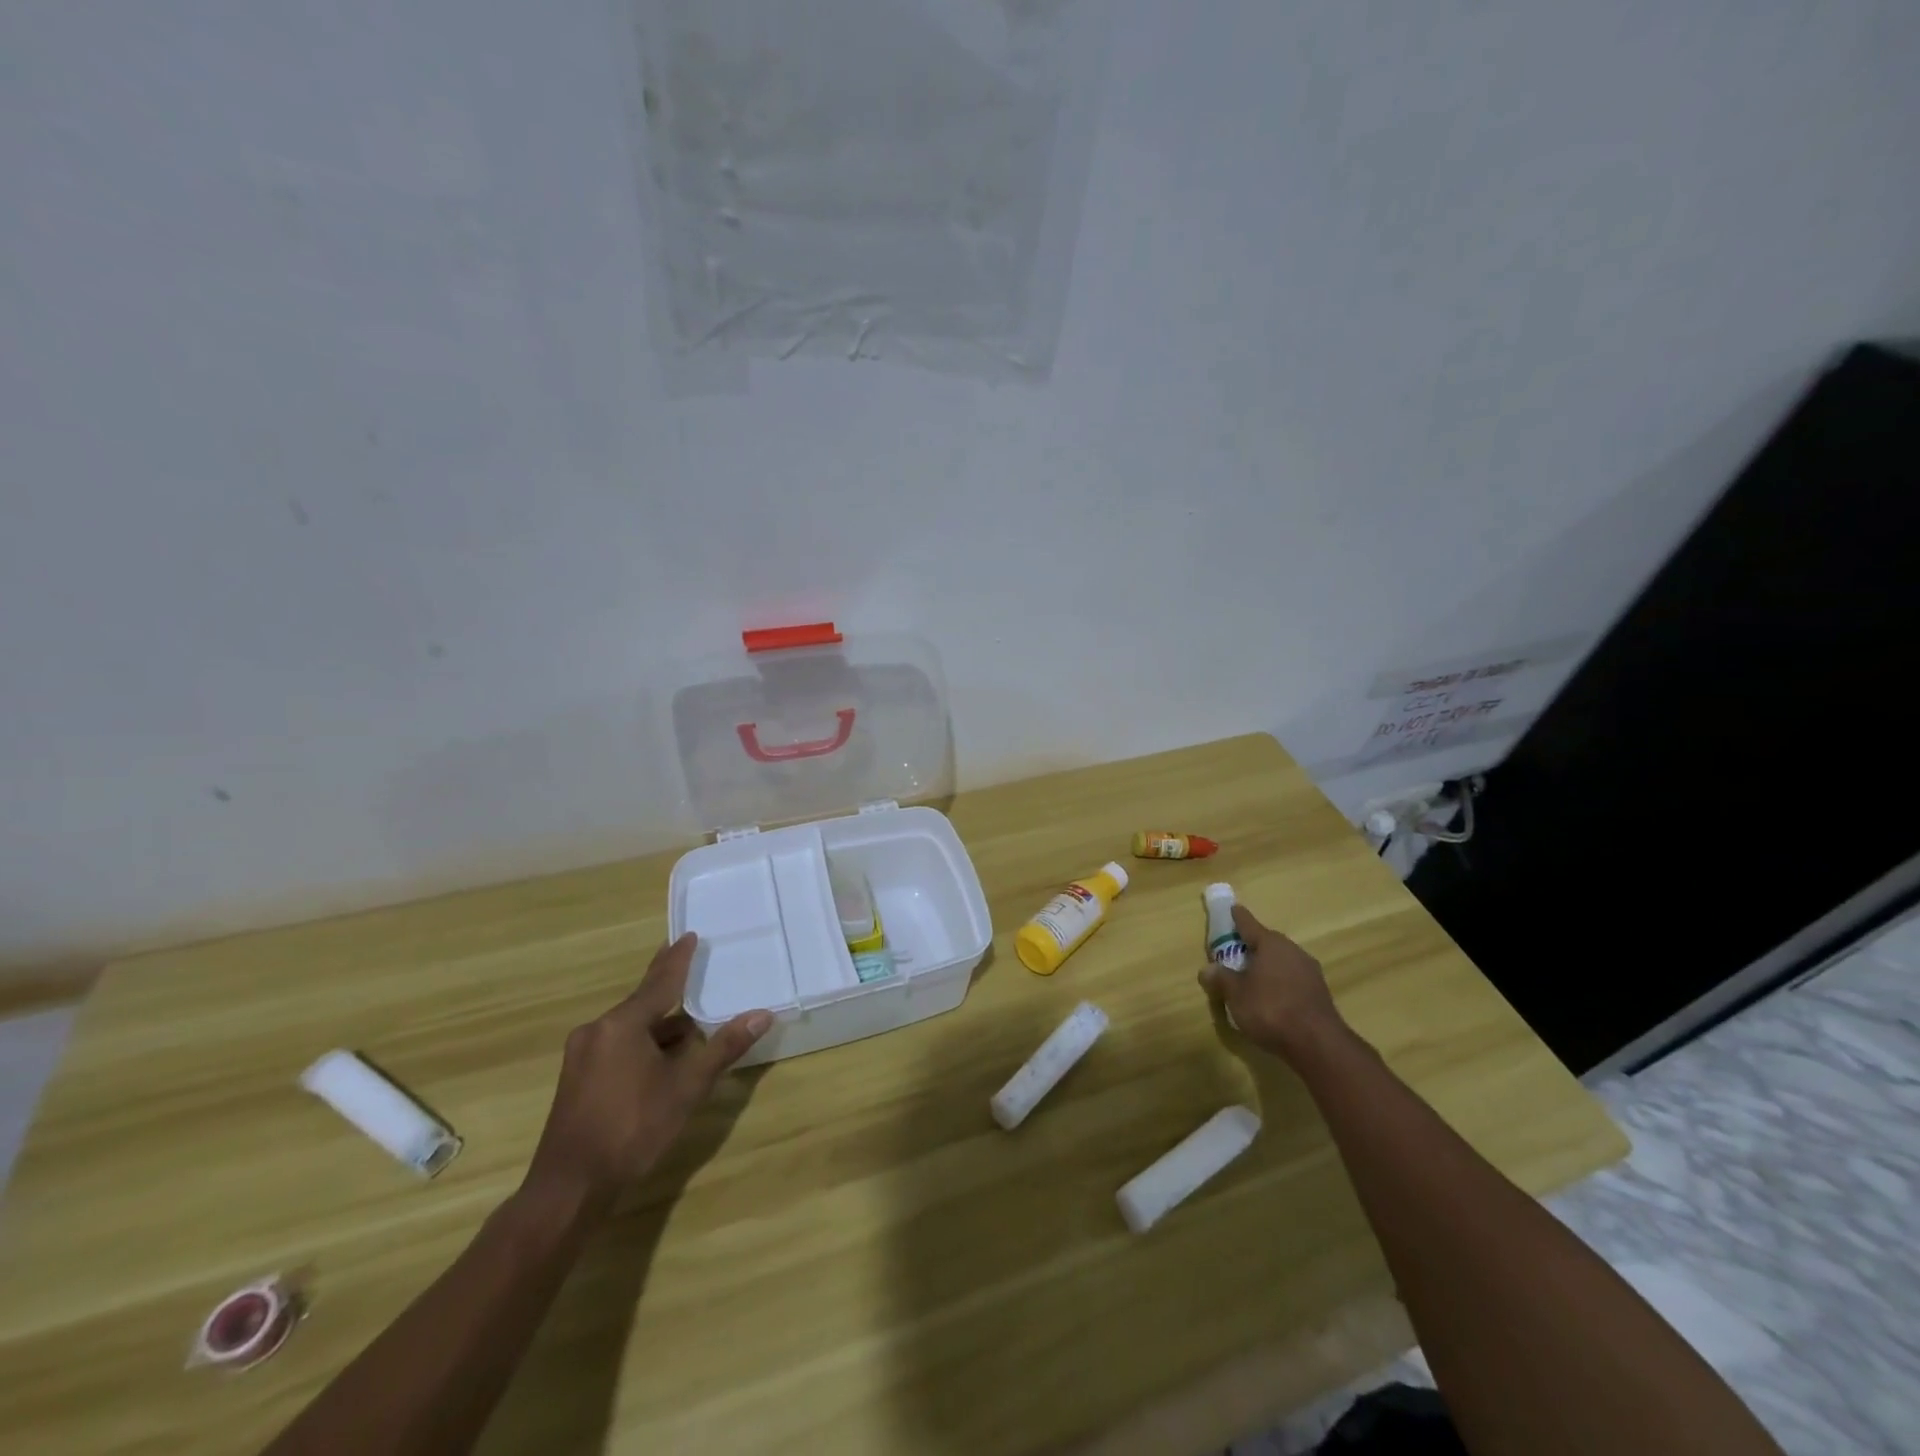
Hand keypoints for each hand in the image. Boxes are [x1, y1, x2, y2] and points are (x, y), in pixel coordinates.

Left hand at [523, 933, 769, 1212]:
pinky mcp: (578, 1077)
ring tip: (690, 1022)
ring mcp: (583, 1054)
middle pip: (643, 1001)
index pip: (660, 981)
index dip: (678, 958)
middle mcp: (598, 1030)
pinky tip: (662, 1056)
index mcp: (623, 1024)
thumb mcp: (686, 1088)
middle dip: (668, 986)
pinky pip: (617, 1044)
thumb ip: (723, 1048)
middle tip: (688, 960)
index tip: (689, 935)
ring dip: (659, 1023)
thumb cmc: (633, 1129)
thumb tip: (762, 1014)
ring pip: (630, 1027)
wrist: (570, 1188)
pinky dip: (643, 1042)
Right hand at [1198, 905, 1346, 1063]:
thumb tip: (1207, 969)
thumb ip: (1220, 979)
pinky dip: (1279, 983)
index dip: (1238, 917)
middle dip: (1251, 946)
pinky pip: (1292, 979)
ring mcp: (1309, 972)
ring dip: (1267, 966)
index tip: (1233, 908)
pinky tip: (1271, 998)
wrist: (1318, 1044)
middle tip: (1235, 953)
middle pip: (1267, 943)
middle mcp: (1292, 951)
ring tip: (1251, 979)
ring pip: (1281, 962)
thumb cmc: (1270, 1009)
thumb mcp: (1235, 994)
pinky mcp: (1319, 993)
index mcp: (1271, 944)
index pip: (1249, 924)